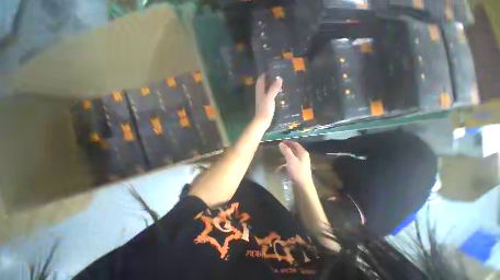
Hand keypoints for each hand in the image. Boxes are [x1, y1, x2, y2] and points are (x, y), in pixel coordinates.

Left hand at [253, 74, 282, 128]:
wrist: (262, 121)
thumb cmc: (265, 109)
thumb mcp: (269, 98)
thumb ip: (273, 88)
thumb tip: (279, 77)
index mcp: (260, 91)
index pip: (260, 79)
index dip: (265, 74)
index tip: (272, 69)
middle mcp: (260, 94)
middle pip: (264, 84)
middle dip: (269, 79)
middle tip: (279, 74)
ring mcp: (263, 99)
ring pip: (267, 89)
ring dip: (272, 85)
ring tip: (281, 81)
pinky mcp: (267, 104)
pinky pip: (270, 95)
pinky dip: (274, 92)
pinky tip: (280, 92)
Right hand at [278, 140, 313, 188]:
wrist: (303, 184)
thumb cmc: (297, 170)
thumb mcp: (290, 159)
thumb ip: (286, 150)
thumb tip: (281, 143)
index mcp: (303, 152)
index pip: (295, 144)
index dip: (288, 142)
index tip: (281, 141)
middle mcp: (304, 155)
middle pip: (296, 148)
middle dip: (288, 146)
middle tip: (281, 146)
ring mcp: (303, 161)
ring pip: (295, 154)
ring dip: (289, 151)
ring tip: (282, 152)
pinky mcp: (301, 167)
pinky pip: (295, 159)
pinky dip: (290, 157)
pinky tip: (286, 160)